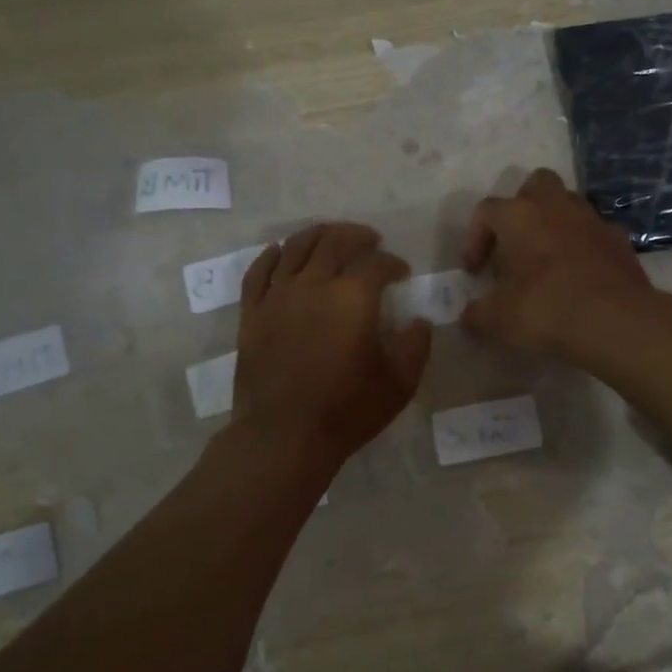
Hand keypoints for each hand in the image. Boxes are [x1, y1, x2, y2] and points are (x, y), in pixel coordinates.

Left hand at [234, 223, 432, 464]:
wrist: (283, 436)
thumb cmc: (347, 410)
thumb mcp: (399, 384)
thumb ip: (415, 346)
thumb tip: (419, 322)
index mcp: (353, 297)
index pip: (376, 263)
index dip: (392, 263)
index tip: (402, 273)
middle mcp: (313, 285)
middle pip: (334, 242)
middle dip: (357, 236)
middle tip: (370, 241)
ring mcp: (277, 296)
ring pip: (295, 247)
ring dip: (318, 235)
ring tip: (331, 236)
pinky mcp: (252, 313)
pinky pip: (259, 271)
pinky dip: (272, 255)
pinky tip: (279, 251)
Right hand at [459, 169, 656, 355]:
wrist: (615, 320)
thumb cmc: (545, 309)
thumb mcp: (497, 320)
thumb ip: (476, 314)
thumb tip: (470, 315)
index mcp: (519, 216)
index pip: (486, 211)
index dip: (474, 239)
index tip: (475, 272)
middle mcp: (555, 207)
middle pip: (535, 185)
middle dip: (523, 207)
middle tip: (516, 242)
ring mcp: (593, 220)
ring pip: (569, 204)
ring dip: (555, 224)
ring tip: (548, 259)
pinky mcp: (620, 240)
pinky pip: (596, 233)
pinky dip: (585, 246)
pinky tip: (581, 275)